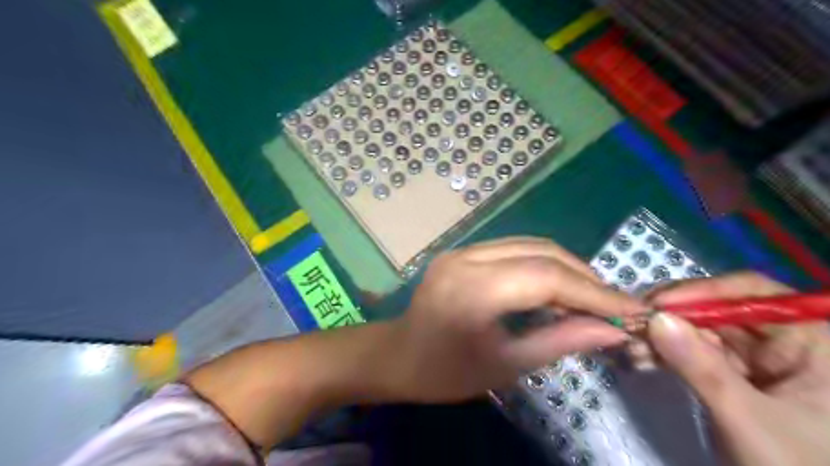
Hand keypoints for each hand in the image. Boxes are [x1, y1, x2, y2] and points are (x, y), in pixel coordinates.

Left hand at [386, 239, 644, 400]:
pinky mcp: (461, 250)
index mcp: (473, 290)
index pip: (546, 277)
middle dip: (583, 276)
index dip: (593, 291)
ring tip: (591, 295)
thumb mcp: (505, 365)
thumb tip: (612, 329)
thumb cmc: (446, 372)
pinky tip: (556, 285)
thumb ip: (560, 342)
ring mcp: (461, 249)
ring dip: (565, 267)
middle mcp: (466, 258)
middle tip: (613, 303)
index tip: (632, 308)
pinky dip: (541, 264)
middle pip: (540, 252)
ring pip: (529, 245)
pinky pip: (512, 249)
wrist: (398, 355)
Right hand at [649, 273, 829, 465]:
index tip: (656, 304)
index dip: (701, 291)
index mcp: (811, 341)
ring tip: (632, 348)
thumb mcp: (749, 418)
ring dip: (662, 337)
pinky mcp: (735, 379)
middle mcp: (784, 343)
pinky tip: (641, 359)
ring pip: (701, 332)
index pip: (751, 293)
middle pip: (718, 311)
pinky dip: (666, 355)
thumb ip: (702, 367)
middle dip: (671, 318)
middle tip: (632, 325)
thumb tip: (655, 319)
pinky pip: (695, 355)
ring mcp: (758, 362)